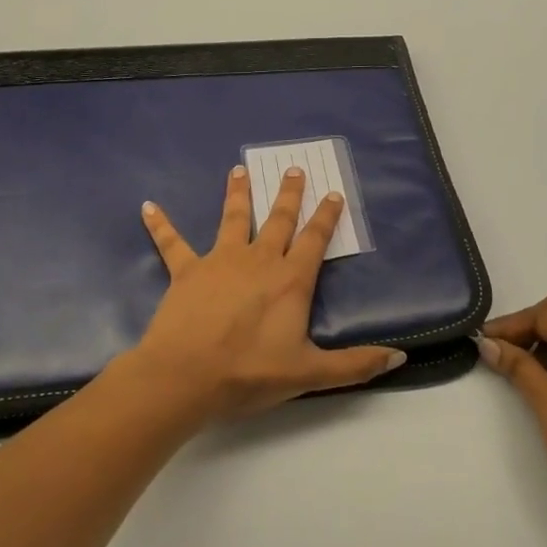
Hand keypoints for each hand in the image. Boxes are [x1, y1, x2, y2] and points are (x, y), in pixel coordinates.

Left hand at [124, 165, 405, 422]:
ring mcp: (219, 261)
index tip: (333, 192)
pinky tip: (148, 207)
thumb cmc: (249, 373)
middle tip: (292, 168)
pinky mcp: (186, 272)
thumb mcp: (309, 374)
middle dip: (288, 194)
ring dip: (237, 194)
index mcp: (290, 280)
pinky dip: (161, 225)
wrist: (184, 377)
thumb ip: (355, 365)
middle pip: (278, 220)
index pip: (314, 240)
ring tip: (238, 170)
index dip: (326, 216)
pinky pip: (172, 244)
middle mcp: (258, 260)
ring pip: (233, 219)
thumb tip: (399, 357)